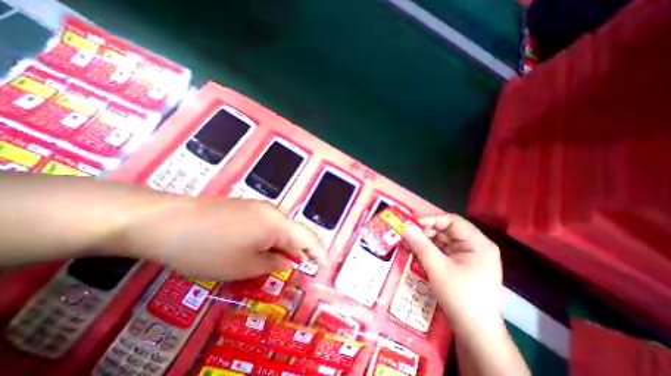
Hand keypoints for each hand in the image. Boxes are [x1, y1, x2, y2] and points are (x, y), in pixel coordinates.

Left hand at [111, 198, 327, 280]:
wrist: (168, 221)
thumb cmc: (208, 249)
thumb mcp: (244, 266)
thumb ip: (273, 264)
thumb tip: (288, 261)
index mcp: (277, 223)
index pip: (307, 237)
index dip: (318, 251)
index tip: (323, 265)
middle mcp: (272, 211)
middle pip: (292, 232)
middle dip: (295, 251)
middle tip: (292, 269)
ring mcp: (258, 206)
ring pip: (278, 228)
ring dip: (279, 245)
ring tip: (270, 262)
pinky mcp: (245, 207)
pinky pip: (265, 223)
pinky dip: (267, 238)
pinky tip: (253, 248)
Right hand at [400, 214, 499, 332]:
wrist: (474, 332)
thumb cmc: (460, 296)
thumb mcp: (437, 267)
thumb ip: (420, 244)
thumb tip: (405, 226)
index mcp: (477, 243)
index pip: (452, 221)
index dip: (431, 219)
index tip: (412, 224)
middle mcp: (474, 246)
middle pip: (446, 230)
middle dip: (425, 232)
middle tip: (406, 234)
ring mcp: (467, 256)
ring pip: (442, 240)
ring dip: (424, 241)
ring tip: (408, 243)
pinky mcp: (460, 264)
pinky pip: (442, 251)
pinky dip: (428, 250)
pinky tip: (415, 251)